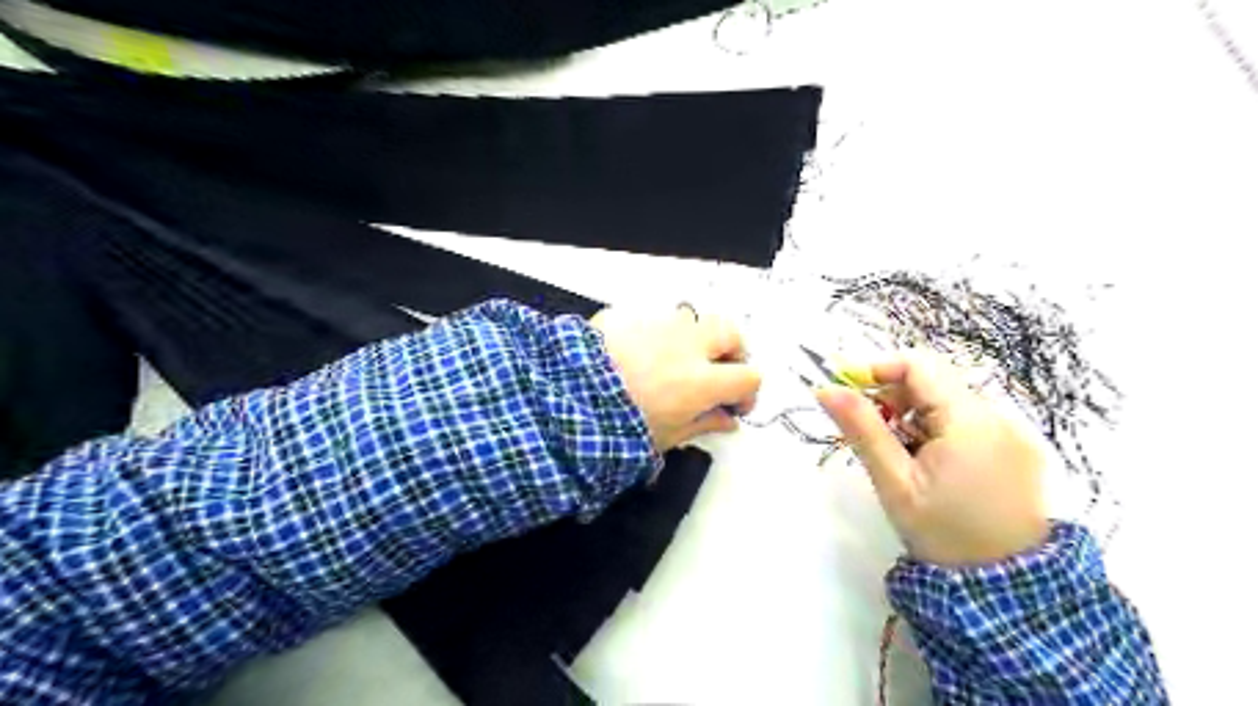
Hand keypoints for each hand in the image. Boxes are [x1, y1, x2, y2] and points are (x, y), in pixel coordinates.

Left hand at [596, 303, 759, 448]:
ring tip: (678, 361)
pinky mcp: (629, 315)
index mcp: (700, 381)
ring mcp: (658, 325)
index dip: (747, 393)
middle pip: (730, 334)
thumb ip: (703, 424)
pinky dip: (659, 335)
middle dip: (732, 352)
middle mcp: (686, 345)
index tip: (734, 405)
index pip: (748, 376)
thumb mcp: (666, 436)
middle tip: (718, 372)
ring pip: (694, 320)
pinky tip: (642, 354)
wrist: (564, 399)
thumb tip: (727, 420)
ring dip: (696, 339)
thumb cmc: (616, 427)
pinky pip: (656, 319)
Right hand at [821, 354, 1048, 567]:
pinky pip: (968, 421)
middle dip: (893, 396)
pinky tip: (926, 462)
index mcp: (970, 421)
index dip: (878, 368)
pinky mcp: (1017, 451)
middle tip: (869, 430)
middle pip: (934, 381)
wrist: (1005, 591)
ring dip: (913, 414)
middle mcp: (998, 417)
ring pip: (949, 401)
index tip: (847, 391)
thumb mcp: (894, 481)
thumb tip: (825, 389)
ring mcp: (1013, 434)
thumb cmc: (942, 533)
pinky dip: (937, 429)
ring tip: (897, 453)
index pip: (919, 365)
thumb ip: (861, 429)